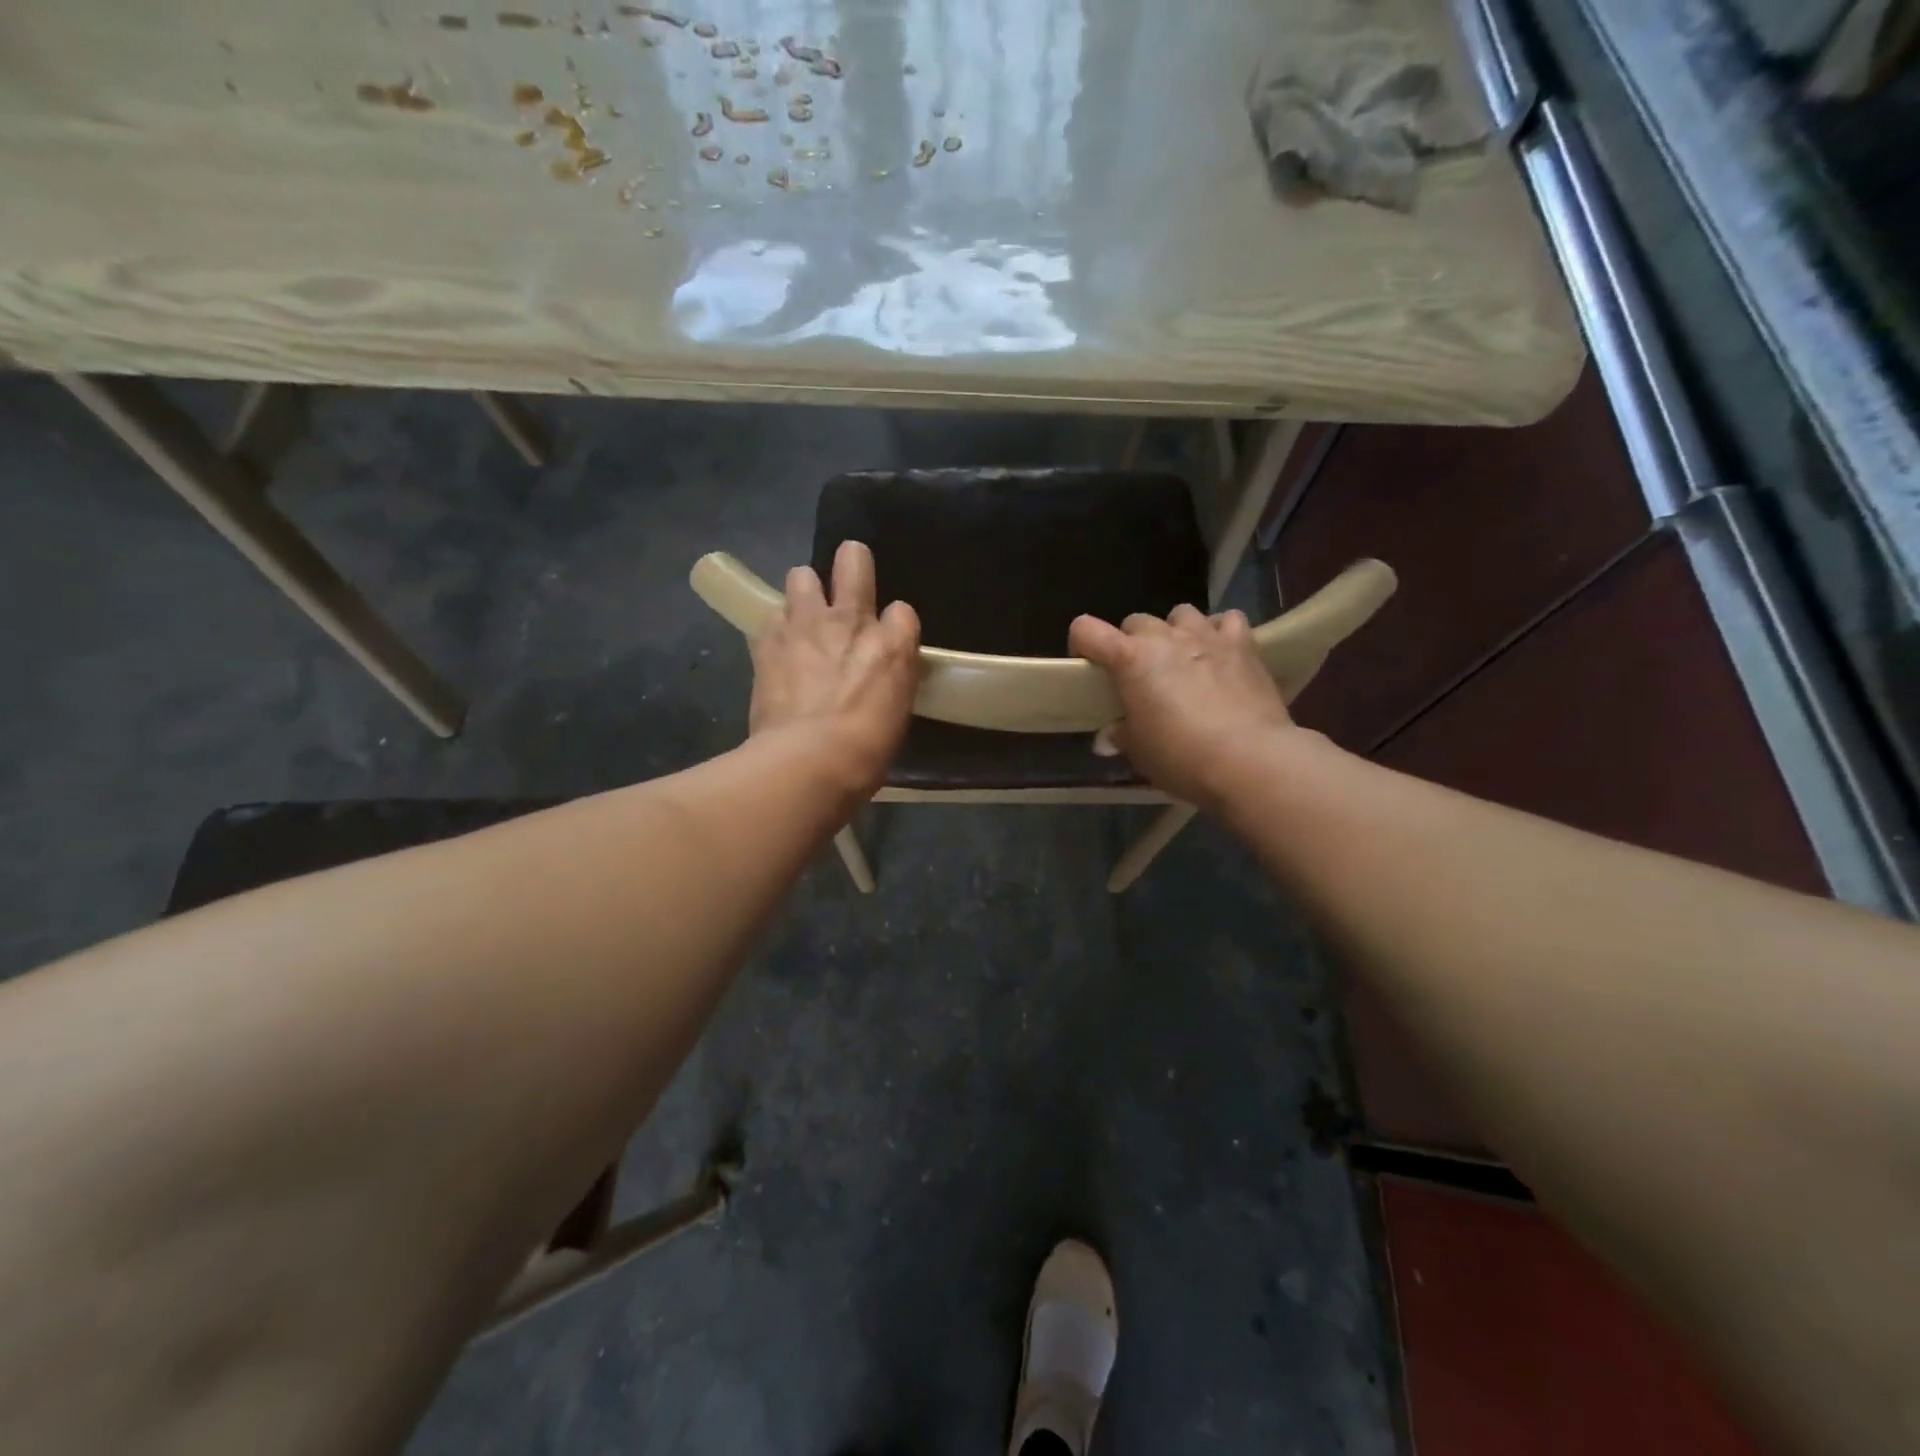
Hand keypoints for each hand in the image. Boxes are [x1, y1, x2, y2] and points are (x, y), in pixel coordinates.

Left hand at [749, 540, 920, 799]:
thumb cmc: (866, 752)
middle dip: (851, 562)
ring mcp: (806, 625)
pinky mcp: (768, 640)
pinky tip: (776, 648)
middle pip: (853, 561)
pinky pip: (770, 616)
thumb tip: (878, 683)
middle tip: (846, 580)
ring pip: (802, 576)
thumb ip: (888, 683)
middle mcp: (852, 621)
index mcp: (893, 645)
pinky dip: (775, 629)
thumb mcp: (896, 716)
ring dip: (804, 592)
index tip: (887, 641)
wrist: (810, 760)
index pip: (902, 611)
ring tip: (802, 617)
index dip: (894, 624)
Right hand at [1069, 605, 1295, 810]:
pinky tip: (1221, 653)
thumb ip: (1122, 734)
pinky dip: (1220, 632)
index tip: (1088, 666)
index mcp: (1129, 660)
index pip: (1087, 631)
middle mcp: (1164, 637)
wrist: (1249, 760)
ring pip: (1181, 613)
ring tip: (1182, 659)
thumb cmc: (1181, 757)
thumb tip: (1112, 733)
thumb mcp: (1139, 752)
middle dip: (1132, 643)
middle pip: (1136, 621)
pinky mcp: (1243, 645)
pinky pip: (1227, 621)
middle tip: (1140, 675)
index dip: (1081, 644)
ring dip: (1175, 632)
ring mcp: (1206, 636)